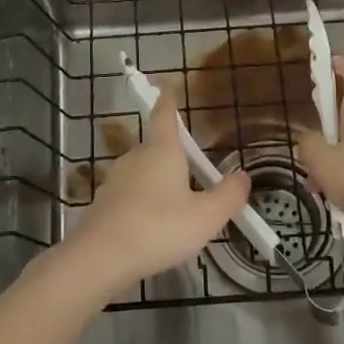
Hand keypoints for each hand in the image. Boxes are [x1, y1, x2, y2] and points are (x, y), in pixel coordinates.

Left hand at [66, 89, 249, 296]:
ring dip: (158, 180)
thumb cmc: (158, 228)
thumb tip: (243, 176)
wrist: (100, 258)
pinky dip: (144, 202)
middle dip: (172, 152)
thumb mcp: (205, 217)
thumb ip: (228, 196)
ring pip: (142, 171)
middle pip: (155, 145)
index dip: (169, 99)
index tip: (168, 85)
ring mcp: (116, 180)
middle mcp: (136, 157)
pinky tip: (154, 225)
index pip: (165, 115)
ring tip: (177, 203)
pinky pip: (130, 194)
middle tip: (192, 167)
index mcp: (162, 151)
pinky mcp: (104, 203)